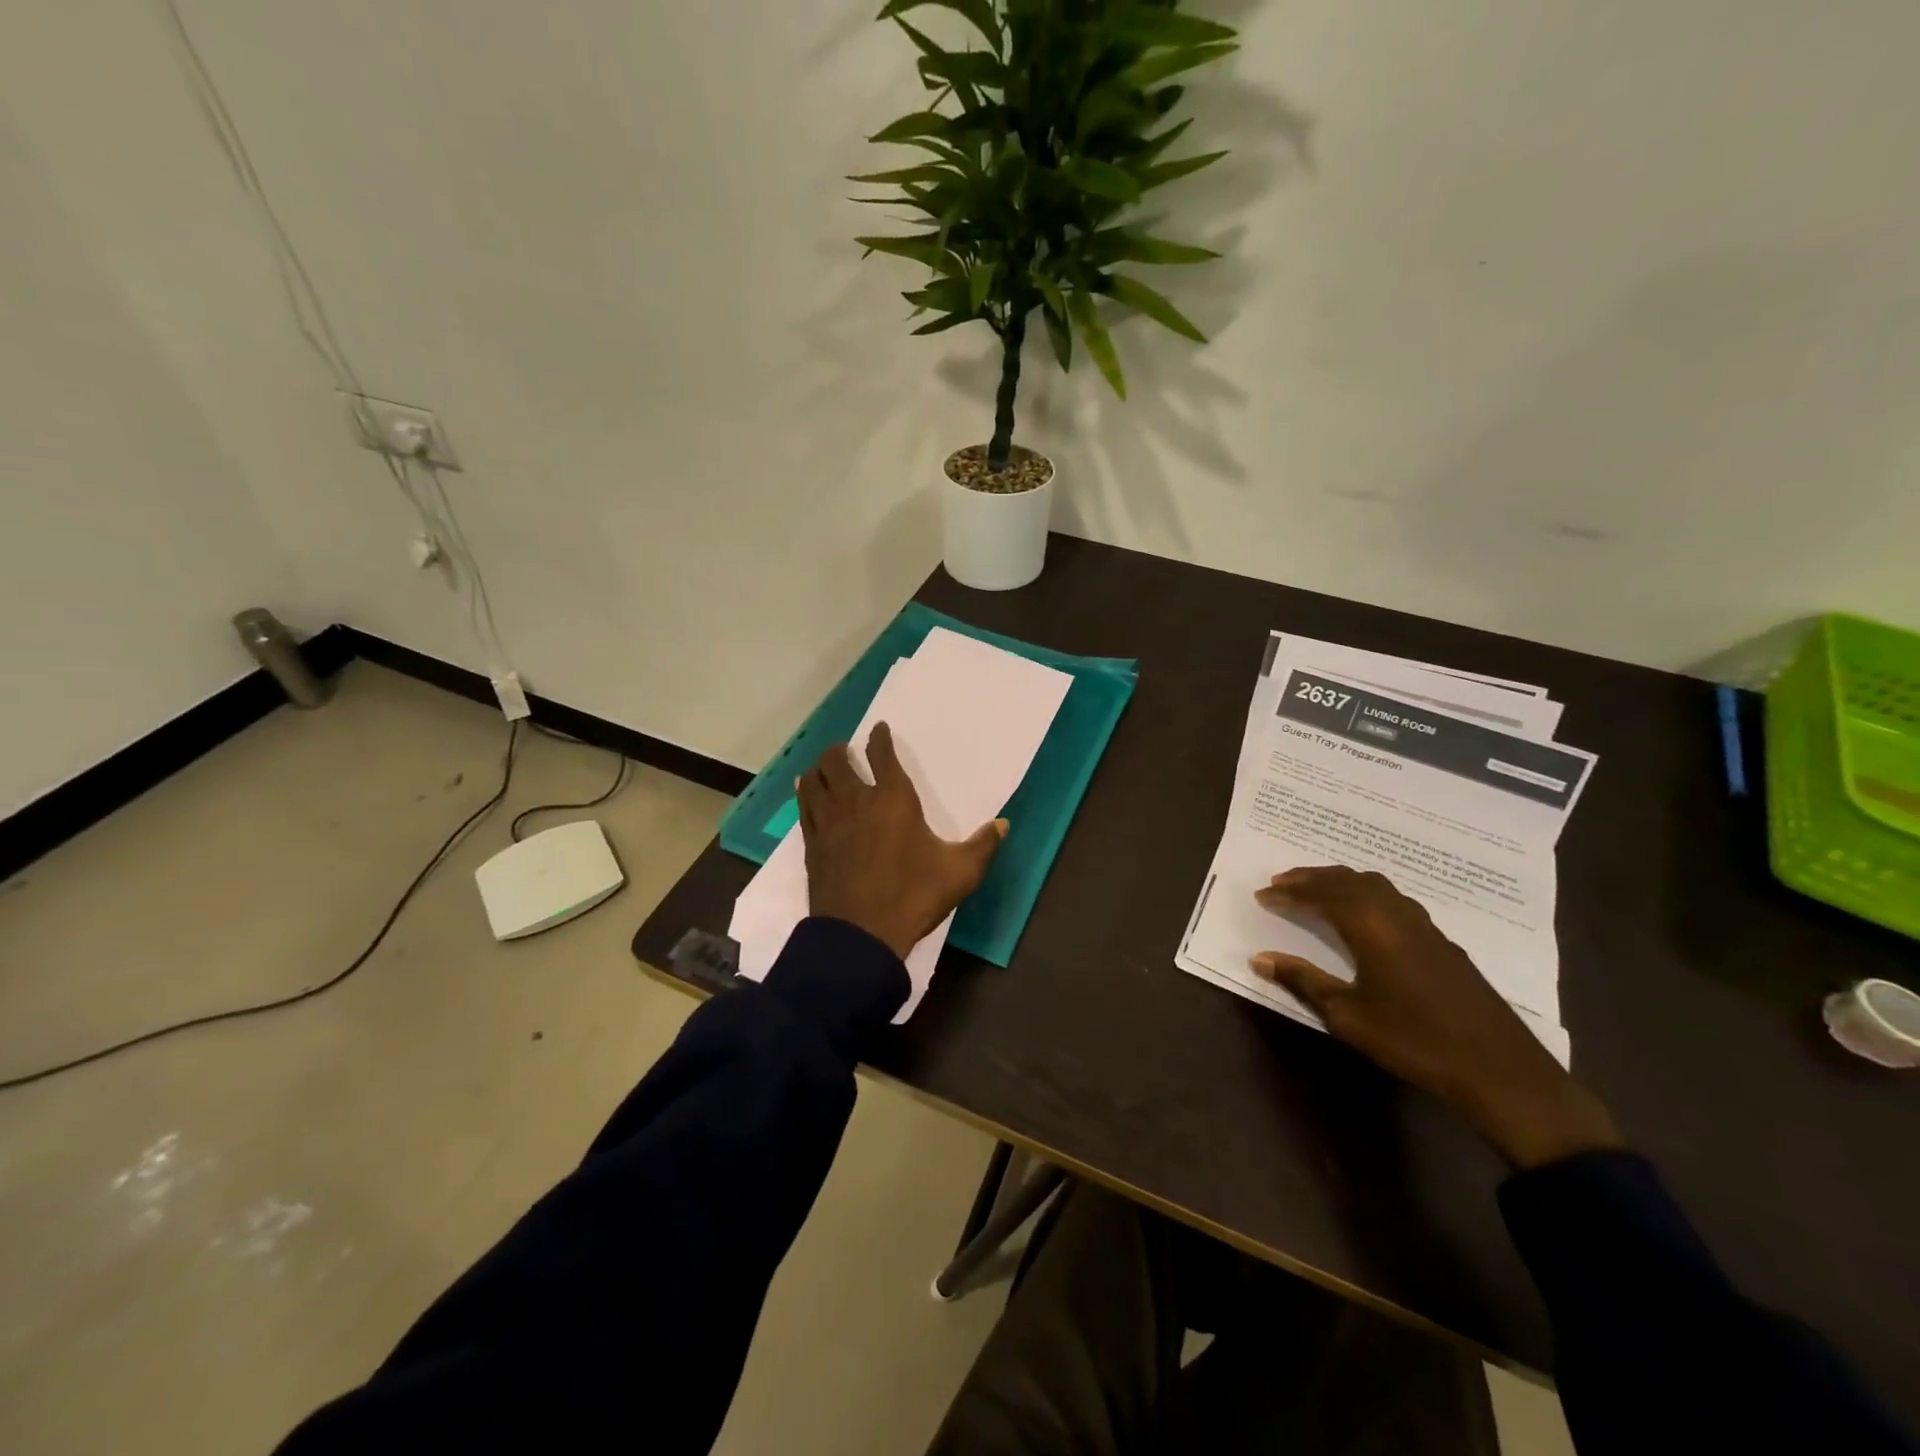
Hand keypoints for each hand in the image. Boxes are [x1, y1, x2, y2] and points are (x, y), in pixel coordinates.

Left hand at [798, 723, 1006, 960]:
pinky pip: (804, 807)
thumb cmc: (913, 896)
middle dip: (841, 750)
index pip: (883, 756)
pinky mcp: (812, 844)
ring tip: (824, 767)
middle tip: (845, 749)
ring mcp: (829, 822)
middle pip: (838, 762)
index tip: (879, 729)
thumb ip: (983, 845)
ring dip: (820, 768)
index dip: (880, 738)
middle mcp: (857, 802)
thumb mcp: (960, 873)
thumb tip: (1003, 824)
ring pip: (815, 780)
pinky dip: (806, 794)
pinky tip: (808, 794)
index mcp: (894, 800)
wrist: (861, 934)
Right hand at [1250, 866, 1621, 1168]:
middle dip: (1311, 878)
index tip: (1262, 895)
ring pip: (1374, 884)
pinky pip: (1393, 898)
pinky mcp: (1440, 940)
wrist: (1499, 1069)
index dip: (1289, 892)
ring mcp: (1423, 925)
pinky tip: (1361, 914)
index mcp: (1371, 926)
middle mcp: (1396, 913)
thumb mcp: (1348, 1015)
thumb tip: (1259, 958)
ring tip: (1316, 890)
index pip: (1321, 895)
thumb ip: (1303, 981)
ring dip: (1340, 881)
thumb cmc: (1414, 1040)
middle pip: (1347, 880)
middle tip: (1281, 883)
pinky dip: (1365, 893)